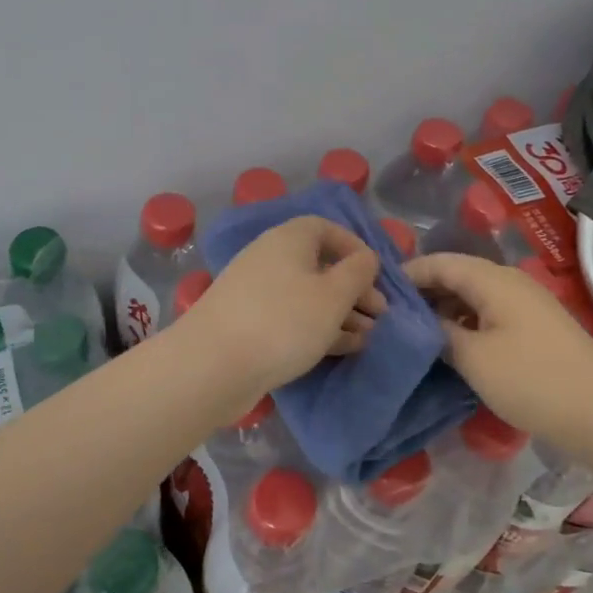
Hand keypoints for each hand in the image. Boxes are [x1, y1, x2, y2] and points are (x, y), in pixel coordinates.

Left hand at [175, 217, 385, 393]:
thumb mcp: (333, 295)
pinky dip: (318, 328)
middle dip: (352, 289)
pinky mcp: (249, 324)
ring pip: (307, 296)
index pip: (326, 228)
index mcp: (288, 239)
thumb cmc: (283, 321)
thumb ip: (357, 272)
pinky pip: (291, 318)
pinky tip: (343, 348)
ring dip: (339, 313)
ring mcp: (256, 293)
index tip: (376, 275)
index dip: (355, 247)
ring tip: (368, 337)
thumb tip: (365, 258)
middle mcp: (270, 258)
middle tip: (379, 315)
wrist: (212, 365)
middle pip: (319, 265)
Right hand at [404, 252, 592, 461]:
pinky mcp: (536, 326)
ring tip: (415, 331)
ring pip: (473, 295)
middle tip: (390, 315)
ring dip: (444, 308)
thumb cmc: (532, 380)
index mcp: (493, 280)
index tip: (376, 292)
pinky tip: (451, 344)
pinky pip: (490, 312)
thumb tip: (418, 321)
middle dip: (423, 291)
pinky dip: (465, 321)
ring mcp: (527, 303)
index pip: (439, 262)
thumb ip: (439, 333)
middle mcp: (510, 282)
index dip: (407, 274)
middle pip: (456, 275)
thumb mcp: (473, 358)